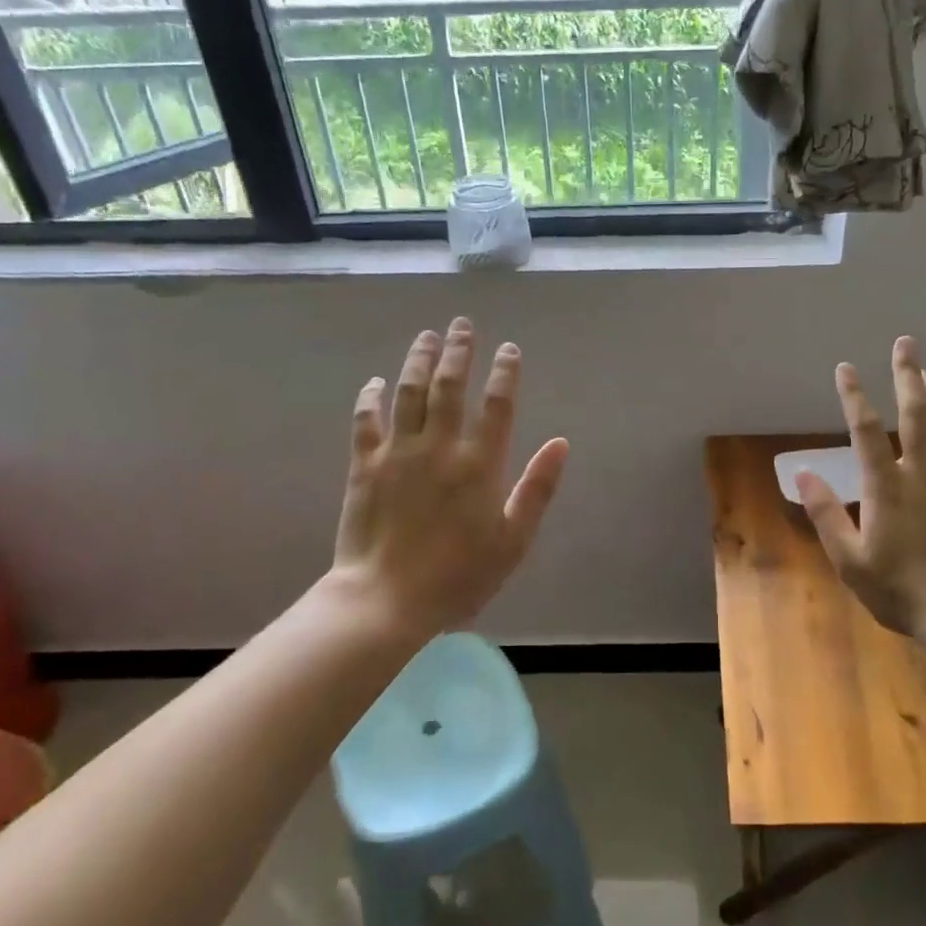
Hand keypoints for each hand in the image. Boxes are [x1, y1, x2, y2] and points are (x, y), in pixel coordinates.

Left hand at [322, 318, 568, 646]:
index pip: (498, 405)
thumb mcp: (514, 540)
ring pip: (409, 393)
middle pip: (450, 387)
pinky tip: (374, 382)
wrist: (386, 600)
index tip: (509, 349)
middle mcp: (440, 447)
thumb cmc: (459, 576)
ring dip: (419, 361)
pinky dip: (369, 398)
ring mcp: (398, 453)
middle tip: (463, 325)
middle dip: (459, 351)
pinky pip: (366, 421)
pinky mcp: (364, 466)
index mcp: (480, 465)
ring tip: (427, 336)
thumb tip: (561, 442)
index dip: (505, 373)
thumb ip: (538, 488)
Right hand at [797, 335, 925, 639]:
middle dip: (907, 374)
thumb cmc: (902, 590)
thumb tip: (802, 473)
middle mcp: (922, 471)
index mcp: (886, 486)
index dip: (854, 397)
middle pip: (915, 412)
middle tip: (905, 343)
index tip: (846, 368)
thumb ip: (826, 514)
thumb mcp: (850, 561)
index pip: (866, 430)